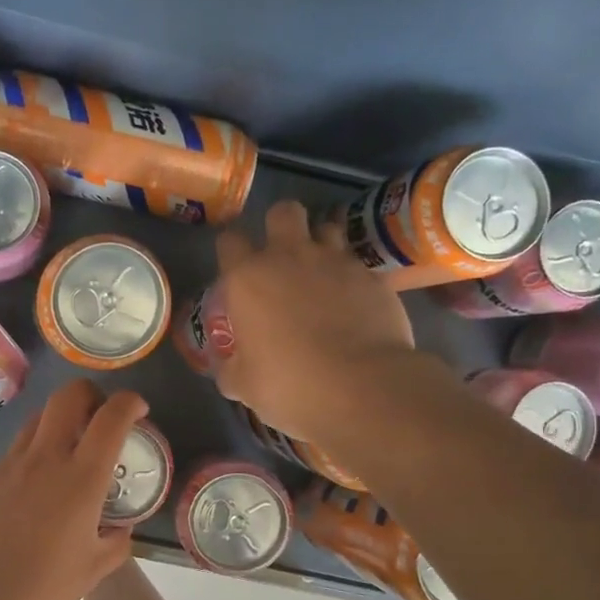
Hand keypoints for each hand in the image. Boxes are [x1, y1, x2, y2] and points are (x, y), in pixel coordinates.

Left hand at [0, 380, 146, 599]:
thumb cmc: (37, 591)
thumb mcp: (90, 573)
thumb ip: (114, 545)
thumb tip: (121, 530)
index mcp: (80, 479)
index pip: (110, 418)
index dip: (129, 403)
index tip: (138, 410)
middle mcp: (44, 459)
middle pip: (67, 396)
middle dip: (90, 394)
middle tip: (99, 417)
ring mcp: (8, 466)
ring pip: (36, 420)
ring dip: (58, 422)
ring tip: (67, 452)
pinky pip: (14, 454)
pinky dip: (32, 457)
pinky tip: (33, 492)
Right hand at [213, 199, 416, 447]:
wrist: (361, 387)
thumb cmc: (289, 385)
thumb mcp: (243, 385)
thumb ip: (230, 367)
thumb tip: (226, 366)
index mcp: (248, 279)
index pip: (229, 241)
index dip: (231, 251)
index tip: (235, 268)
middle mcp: (289, 257)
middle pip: (283, 212)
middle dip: (280, 225)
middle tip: (281, 255)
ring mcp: (335, 261)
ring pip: (326, 226)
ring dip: (320, 242)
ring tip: (320, 270)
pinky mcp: (372, 276)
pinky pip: (357, 263)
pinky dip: (351, 275)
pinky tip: (352, 299)